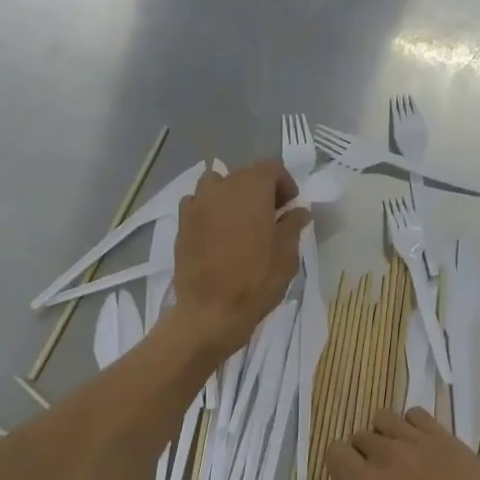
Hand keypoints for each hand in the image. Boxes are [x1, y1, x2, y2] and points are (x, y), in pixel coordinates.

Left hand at [166, 160, 306, 359]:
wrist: (210, 312)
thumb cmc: (256, 281)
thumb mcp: (286, 254)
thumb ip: (293, 225)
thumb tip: (298, 211)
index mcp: (251, 188)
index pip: (271, 168)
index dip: (284, 184)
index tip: (290, 207)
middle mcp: (221, 187)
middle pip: (243, 176)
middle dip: (259, 191)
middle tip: (270, 218)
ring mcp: (196, 204)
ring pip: (217, 187)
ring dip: (231, 197)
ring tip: (241, 224)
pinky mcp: (181, 224)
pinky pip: (198, 206)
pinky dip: (210, 212)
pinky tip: (218, 235)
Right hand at [328, 407, 479, 479]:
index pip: (334, 453)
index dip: (339, 468)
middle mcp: (385, 454)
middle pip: (358, 437)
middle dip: (363, 456)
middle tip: (381, 478)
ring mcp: (414, 439)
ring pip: (382, 419)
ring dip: (384, 436)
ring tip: (400, 456)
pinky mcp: (440, 432)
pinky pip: (412, 414)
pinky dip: (411, 426)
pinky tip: (422, 446)